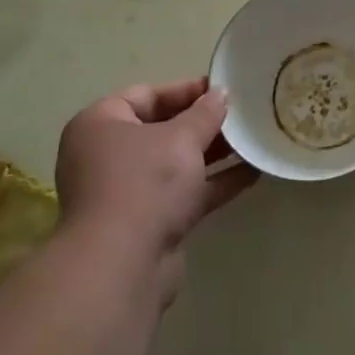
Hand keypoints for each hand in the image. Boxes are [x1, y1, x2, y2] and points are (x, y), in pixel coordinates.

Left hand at [55, 77, 255, 303]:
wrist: (122, 265)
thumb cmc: (144, 182)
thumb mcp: (181, 138)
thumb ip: (205, 114)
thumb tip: (221, 94)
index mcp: (101, 124)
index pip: (146, 94)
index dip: (186, 90)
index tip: (223, 88)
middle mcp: (108, 155)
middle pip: (162, 129)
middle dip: (203, 123)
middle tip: (243, 113)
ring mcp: (127, 192)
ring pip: (176, 164)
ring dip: (213, 153)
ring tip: (254, 139)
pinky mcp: (149, 223)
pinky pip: (185, 193)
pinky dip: (214, 183)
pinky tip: (253, 172)